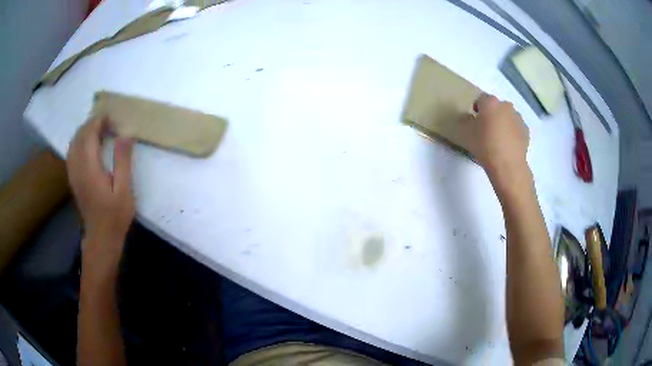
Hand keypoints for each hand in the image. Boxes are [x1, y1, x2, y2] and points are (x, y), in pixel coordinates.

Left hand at [67, 117, 134, 271]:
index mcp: (90, 168)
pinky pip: (72, 152)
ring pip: (74, 143)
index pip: (90, 134)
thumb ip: (122, 160)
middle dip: (92, 123)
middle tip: (107, 122)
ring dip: (84, 131)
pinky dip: (79, 142)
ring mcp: (73, 174)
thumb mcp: (124, 190)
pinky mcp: (73, 179)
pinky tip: (87, 144)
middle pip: (80, 136)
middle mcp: (78, 167)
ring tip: (98, 129)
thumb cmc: (115, 216)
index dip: (99, 121)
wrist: (101, 238)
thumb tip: (125, 134)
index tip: (112, 118)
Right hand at [460, 93, 529, 185]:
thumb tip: (468, 117)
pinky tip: (507, 145)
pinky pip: (516, 128)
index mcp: (490, 102)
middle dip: (492, 114)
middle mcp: (506, 106)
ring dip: (503, 123)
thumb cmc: (484, 145)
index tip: (475, 120)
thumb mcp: (465, 133)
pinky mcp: (526, 131)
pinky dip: (512, 133)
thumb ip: (465, 120)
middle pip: (496, 106)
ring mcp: (518, 118)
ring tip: (498, 139)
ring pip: (508, 116)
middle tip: (486, 130)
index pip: (481, 99)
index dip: (477, 108)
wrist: (507, 165)